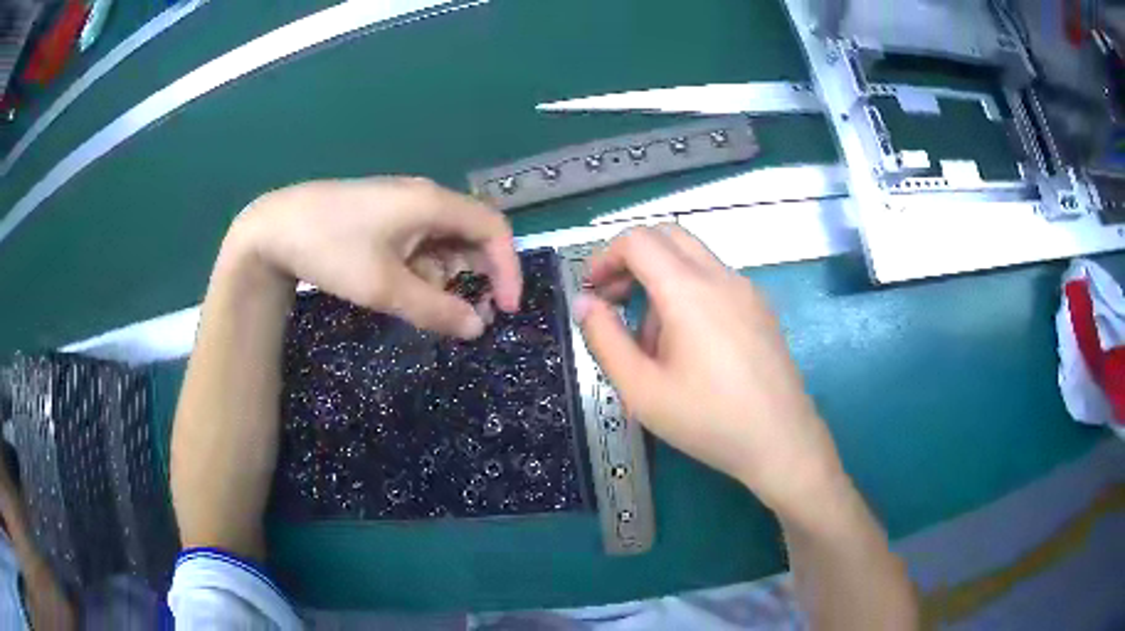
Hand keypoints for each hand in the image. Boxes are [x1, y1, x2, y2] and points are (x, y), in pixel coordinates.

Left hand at [232, 177, 521, 337]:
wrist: (275, 227)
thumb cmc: (332, 250)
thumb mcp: (384, 287)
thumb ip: (435, 309)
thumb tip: (477, 329)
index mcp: (433, 204)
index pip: (494, 229)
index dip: (508, 269)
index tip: (505, 309)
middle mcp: (425, 196)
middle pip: (471, 234)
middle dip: (473, 275)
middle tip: (462, 313)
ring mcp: (403, 202)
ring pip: (443, 240)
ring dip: (441, 274)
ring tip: (411, 298)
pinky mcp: (384, 212)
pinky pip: (419, 239)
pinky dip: (419, 265)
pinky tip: (394, 281)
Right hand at [574, 225, 845, 522]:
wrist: (781, 440)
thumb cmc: (707, 419)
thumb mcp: (641, 389)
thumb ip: (604, 339)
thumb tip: (584, 302)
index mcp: (688, 290)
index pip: (638, 240)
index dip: (605, 256)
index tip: (591, 291)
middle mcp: (721, 276)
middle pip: (667, 235)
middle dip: (631, 259)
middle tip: (613, 299)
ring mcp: (746, 290)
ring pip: (691, 258)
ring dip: (659, 279)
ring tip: (650, 340)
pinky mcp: (760, 308)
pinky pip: (714, 280)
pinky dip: (687, 292)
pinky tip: (687, 344)